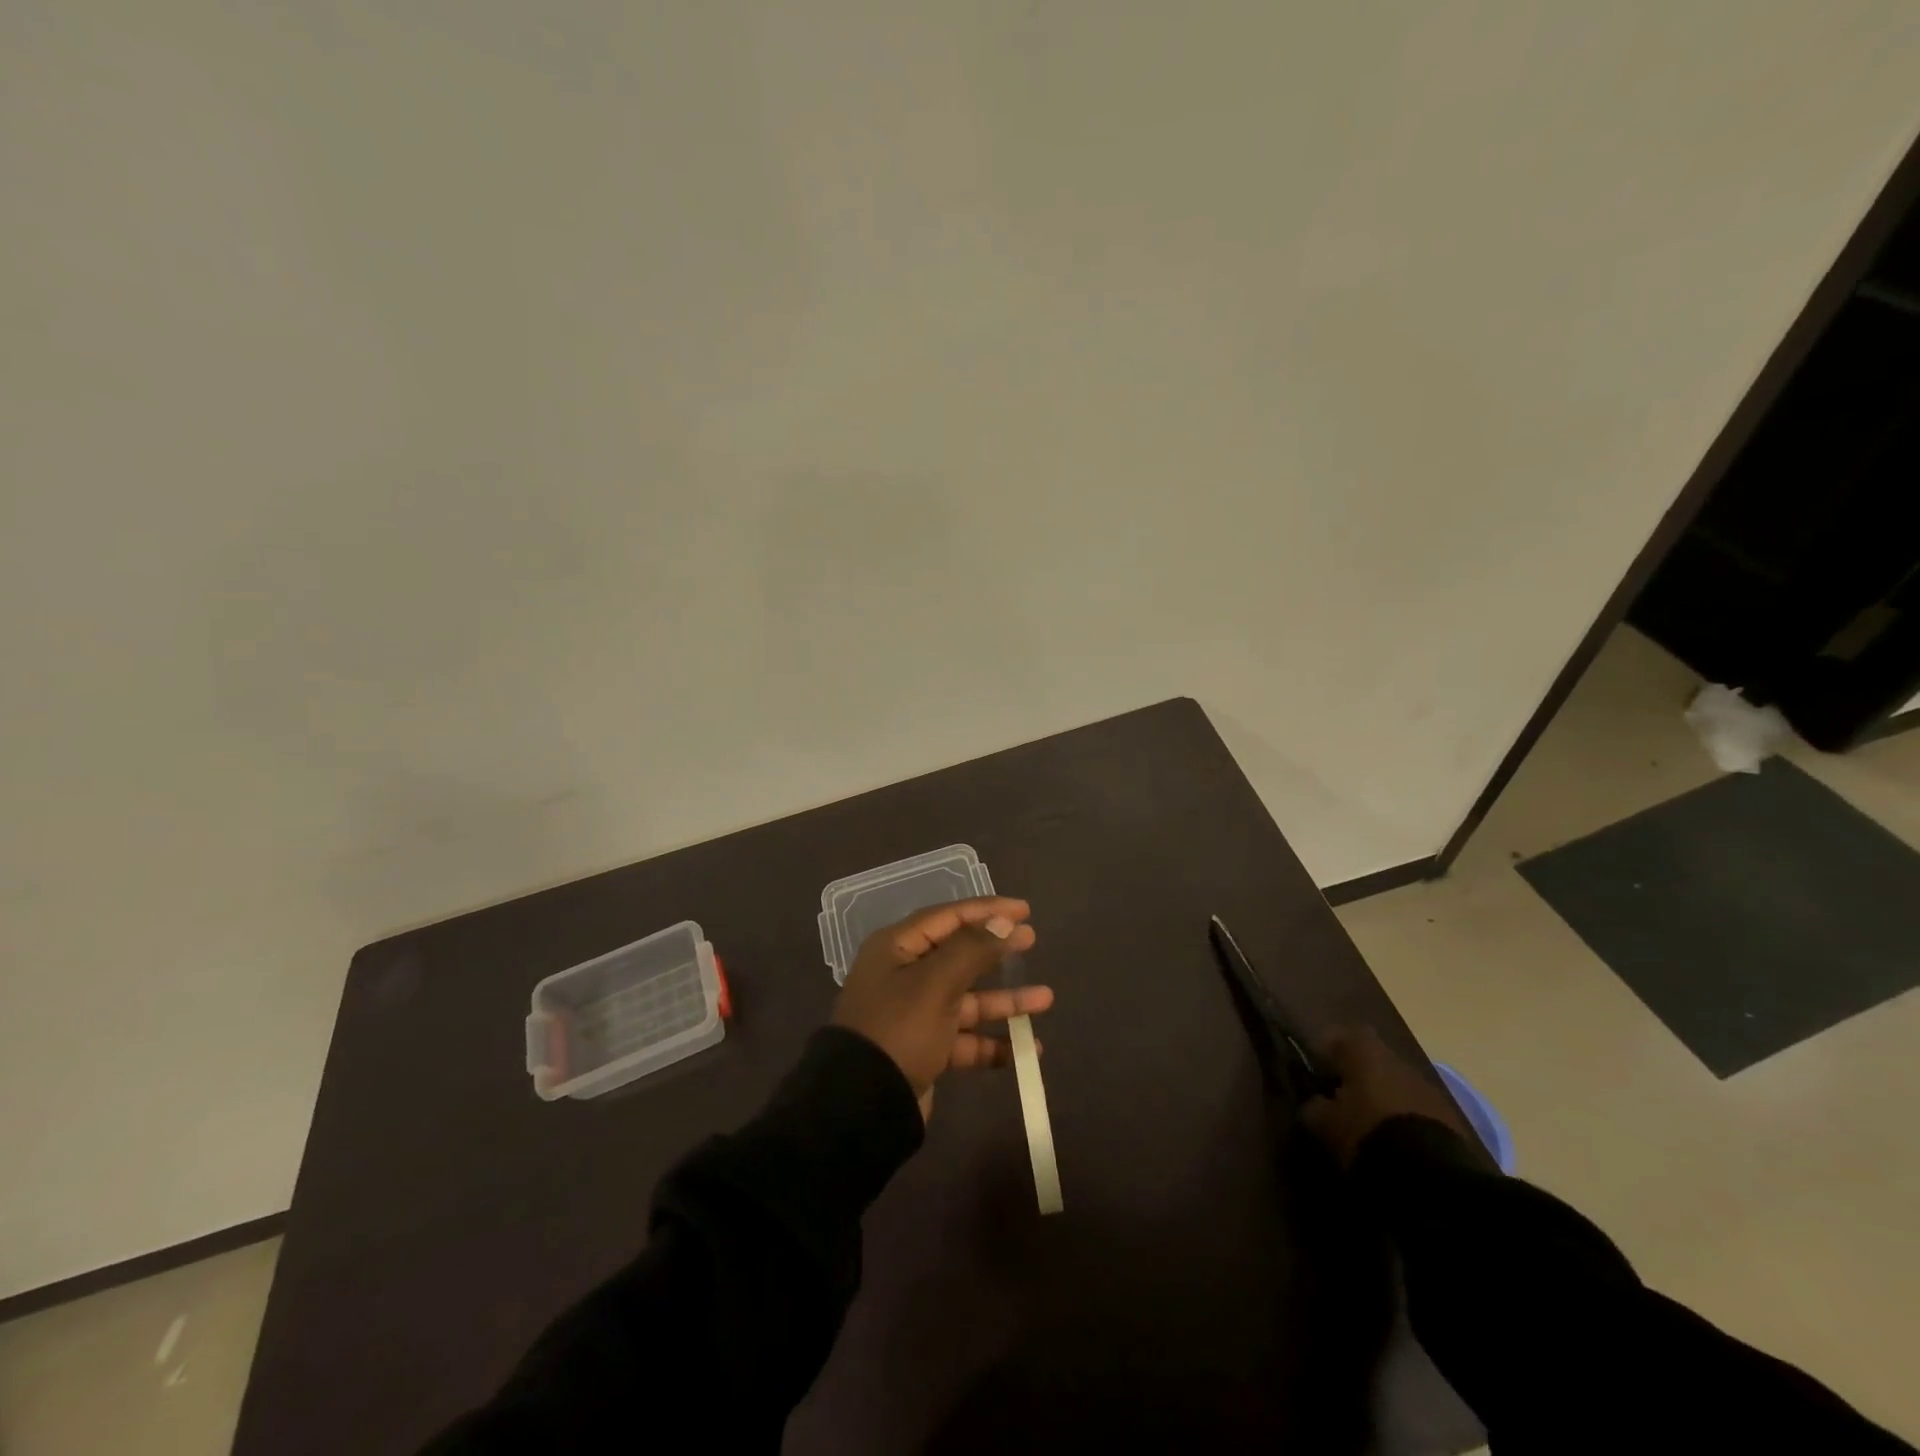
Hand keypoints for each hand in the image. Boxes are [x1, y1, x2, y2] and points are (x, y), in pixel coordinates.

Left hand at [831, 896, 1050, 1119]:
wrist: (862, 1105)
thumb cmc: (898, 1028)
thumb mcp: (936, 983)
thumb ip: (972, 950)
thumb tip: (1003, 922)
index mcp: (897, 948)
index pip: (948, 917)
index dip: (986, 910)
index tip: (1024, 910)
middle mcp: (904, 975)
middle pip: (959, 955)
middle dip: (996, 951)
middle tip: (1032, 941)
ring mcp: (914, 1014)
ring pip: (966, 999)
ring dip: (1003, 1001)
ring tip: (1046, 999)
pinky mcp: (924, 1050)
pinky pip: (964, 1039)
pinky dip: (992, 1043)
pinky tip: (1026, 1050)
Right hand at [1300, 1025, 1471, 1168]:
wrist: (1433, 1175)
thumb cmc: (1366, 1132)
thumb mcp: (1324, 1123)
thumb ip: (1313, 1106)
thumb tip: (1314, 1102)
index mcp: (1364, 1050)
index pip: (1337, 1036)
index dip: (1324, 1052)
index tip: (1315, 1074)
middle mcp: (1397, 1059)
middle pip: (1370, 1061)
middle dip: (1356, 1078)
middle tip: (1339, 1103)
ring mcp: (1427, 1088)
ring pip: (1395, 1086)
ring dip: (1381, 1100)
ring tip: (1367, 1128)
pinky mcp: (1450, 1118)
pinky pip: (1415, 1110)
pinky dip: (1403, 1121)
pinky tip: (1394, 1145)